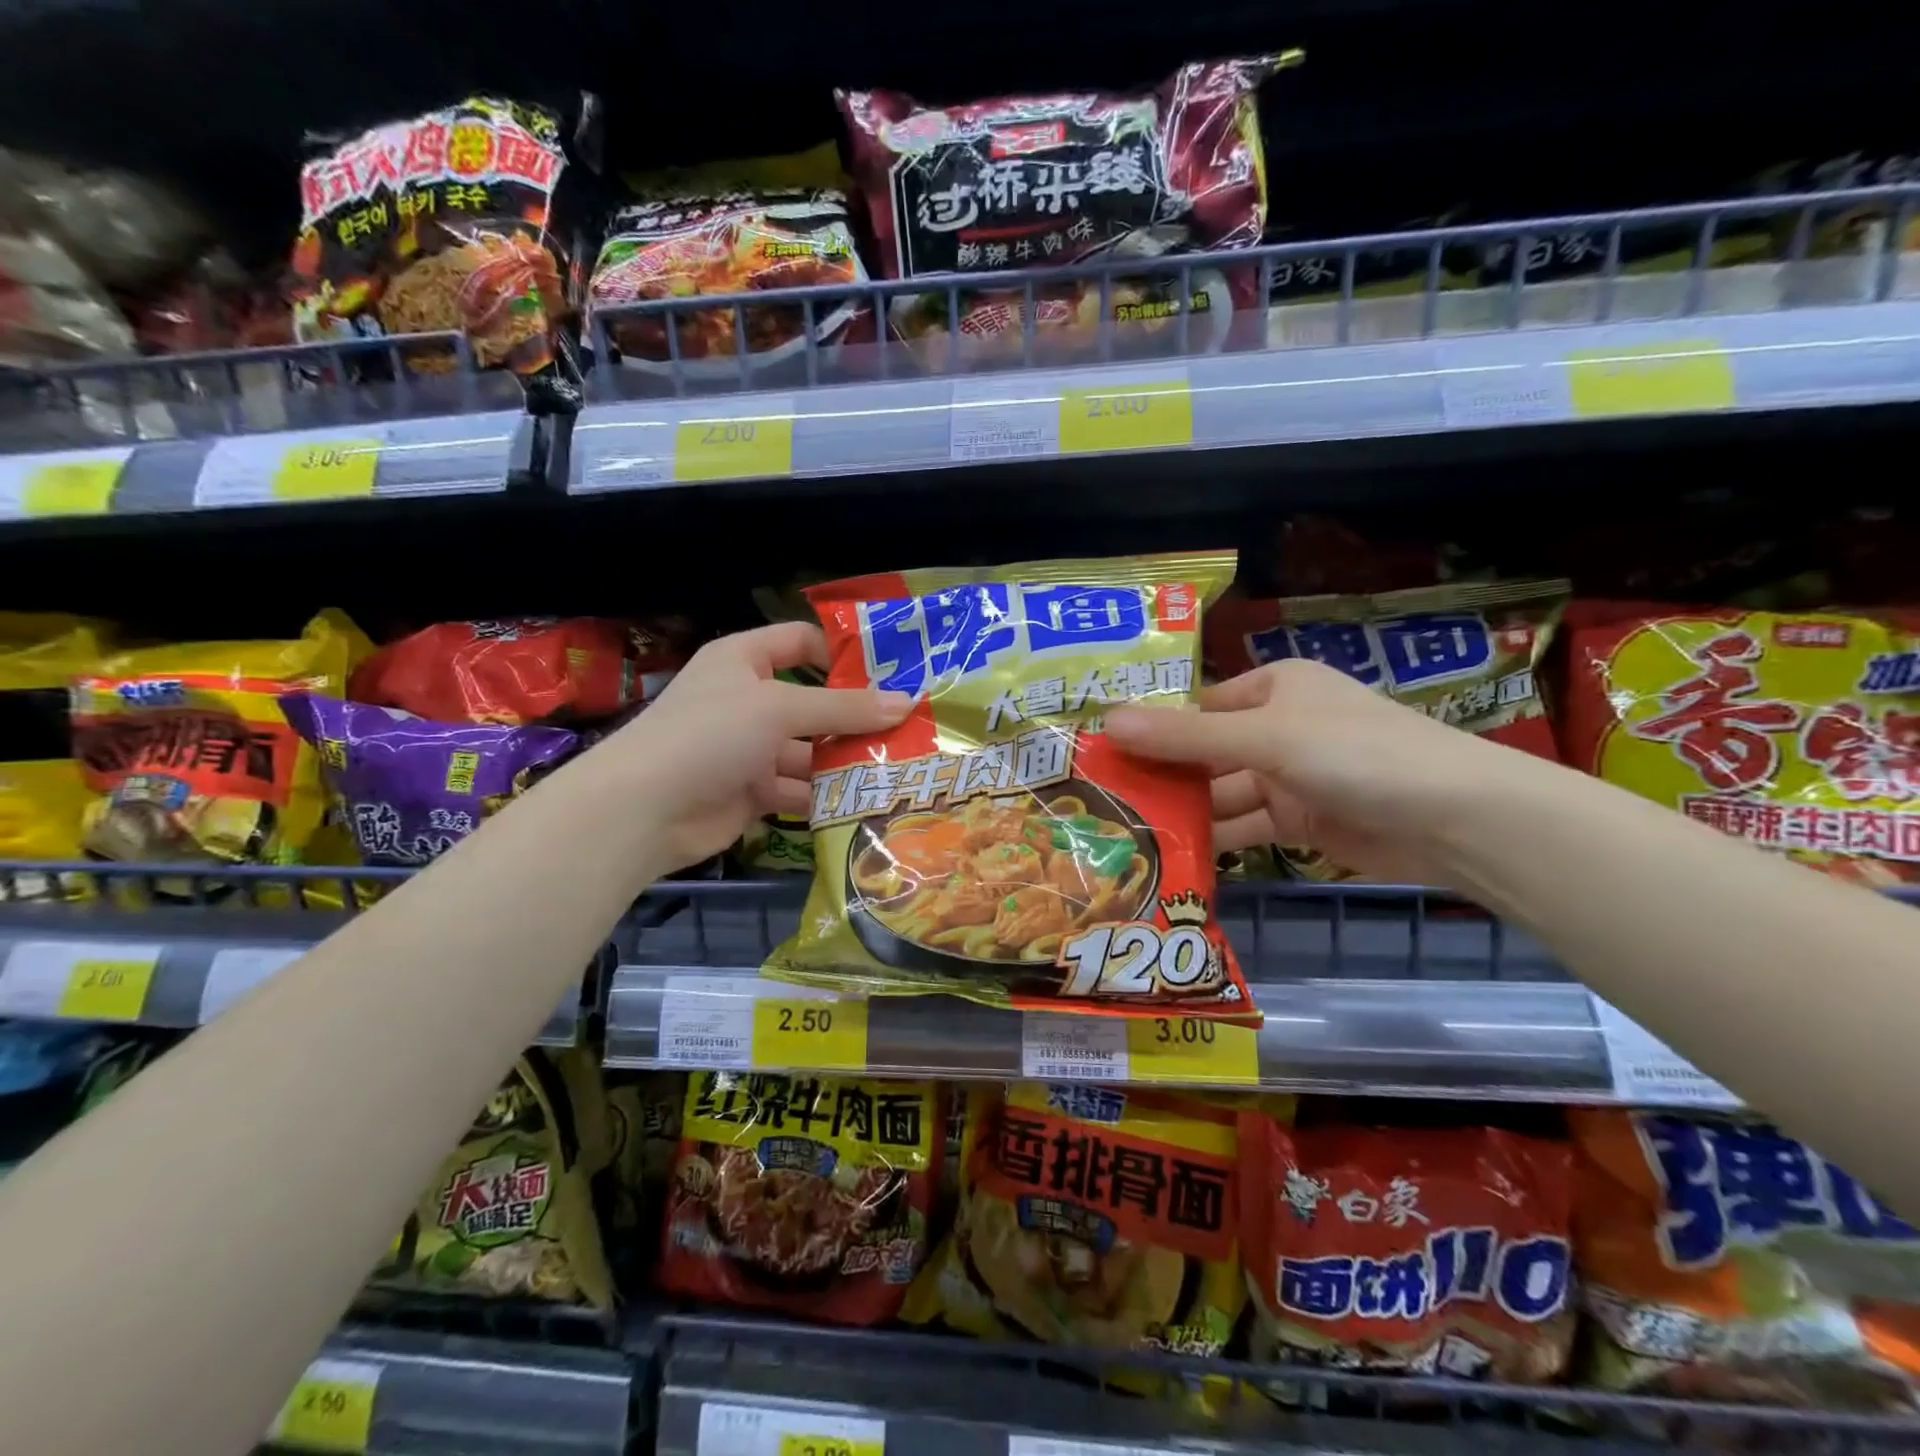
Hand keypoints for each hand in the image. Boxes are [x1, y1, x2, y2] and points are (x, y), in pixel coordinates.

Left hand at [611, 623, 910, 873]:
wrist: (643, 811)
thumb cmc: (710, 735)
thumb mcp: (780, 709)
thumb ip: (844, 709)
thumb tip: (907, 702)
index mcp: (743, 660)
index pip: (799, 642)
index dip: (841, 653)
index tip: (890, 673)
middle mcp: (747, 700)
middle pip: (812, 702)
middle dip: (854, 718)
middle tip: (908, 731)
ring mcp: (748, 748)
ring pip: (808, 750)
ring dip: (844, 761)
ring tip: (897, 770)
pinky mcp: (750, 791)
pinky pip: (797, 788)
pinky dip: (824, 796)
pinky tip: (864, 802)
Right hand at [1105, 659, 1525, 884]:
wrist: (1455, 819)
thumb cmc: (1354, 753)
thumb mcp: (1265, 737)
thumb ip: (1185, 736)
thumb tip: (1106, 722)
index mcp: (1273, 688)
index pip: (1198, 706)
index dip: (1152, 728)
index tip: (1103, 755)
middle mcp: (1278, 728)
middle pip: (1205, 752)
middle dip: (1162, 776)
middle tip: (1102, 802)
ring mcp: (1289, 777)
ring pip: (1221, 793)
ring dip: (1184, 812)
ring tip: (1125, 835)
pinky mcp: (1301, 822)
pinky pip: (1245, 826)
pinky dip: (1215, 840)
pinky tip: (1172, 856)